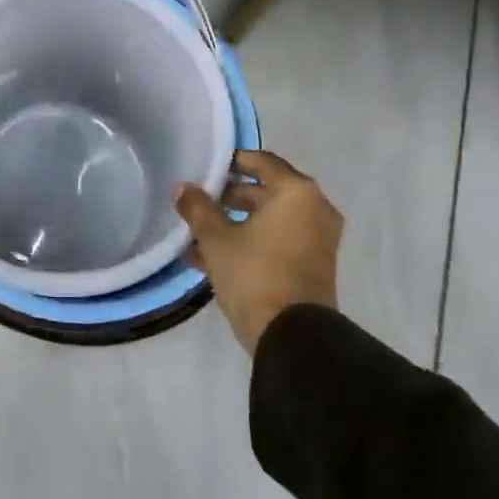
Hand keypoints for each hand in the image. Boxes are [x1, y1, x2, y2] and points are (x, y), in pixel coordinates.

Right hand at [174, 150, 341, 354]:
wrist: (292, 337)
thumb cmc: (255, 274)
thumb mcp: (217, 239)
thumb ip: (198, 208)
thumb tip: (182, 187)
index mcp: (297, 193)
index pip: (263, 162)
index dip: (233, 161)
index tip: (207, 166)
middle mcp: (314, 209)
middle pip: (267, 191)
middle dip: (230, 196)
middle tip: (199, 200)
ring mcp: (317, 240)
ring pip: (269, 220)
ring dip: (236, 223)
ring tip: (197, 232)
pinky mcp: (312, 266)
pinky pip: (277, 241)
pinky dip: (250, 242)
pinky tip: (209, 257)